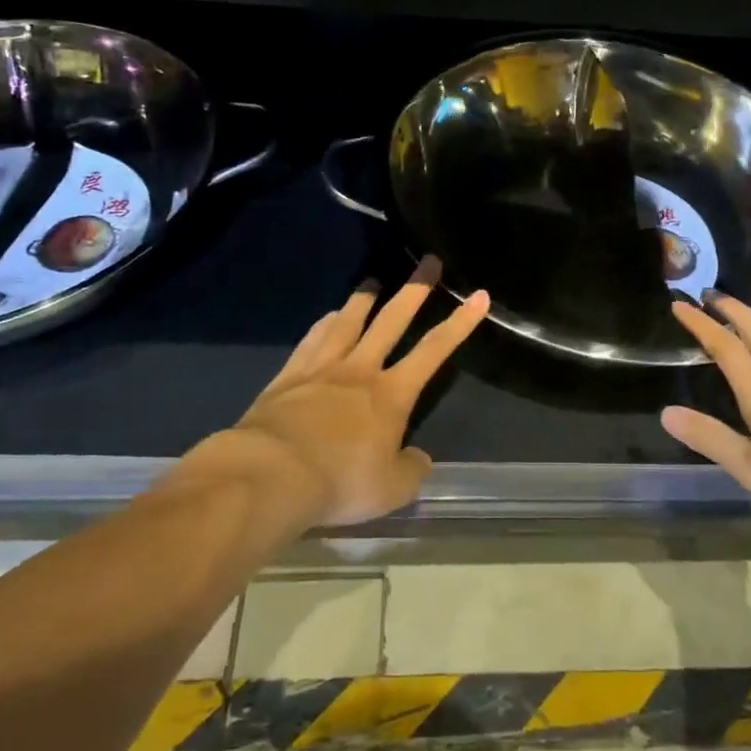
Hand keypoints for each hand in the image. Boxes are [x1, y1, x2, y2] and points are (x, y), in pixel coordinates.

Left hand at [215, 257, 489, 526]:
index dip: (460, 323)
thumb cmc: (340, 481)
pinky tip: (326, 317)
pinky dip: (323, 324)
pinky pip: (311, 341)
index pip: (434, 351)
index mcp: (391, 395)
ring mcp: (321, 369)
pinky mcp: (288, 376)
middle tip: (428, 261)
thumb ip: (411, 471)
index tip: (479, 295)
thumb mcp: (390, 489)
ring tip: (372, 281)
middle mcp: (359, 370)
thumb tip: (420, 459)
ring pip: (347, 322)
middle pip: (391, 320)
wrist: (271, 473)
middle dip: (415, 290)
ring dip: (363, 300)